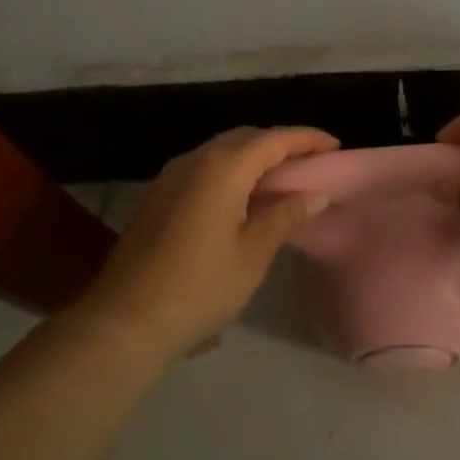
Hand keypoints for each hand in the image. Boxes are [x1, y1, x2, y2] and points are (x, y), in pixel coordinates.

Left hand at [76, 127, 337, 359]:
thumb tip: (316, 193)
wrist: (124, 322)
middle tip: (310, 162)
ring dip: (254, 156)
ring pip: (222, 151)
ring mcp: (171, 176)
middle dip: (280, 143)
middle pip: (246, 137)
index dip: (307, 139)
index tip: (335, 147)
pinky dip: (231, 171)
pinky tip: (242, 197)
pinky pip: (204, 168)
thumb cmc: (199, 287)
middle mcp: (195, 160)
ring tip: (281, 178)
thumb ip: (286, 215)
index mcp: (223, 167)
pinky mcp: (158, 196)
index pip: (274, 139)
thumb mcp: (253, 253)